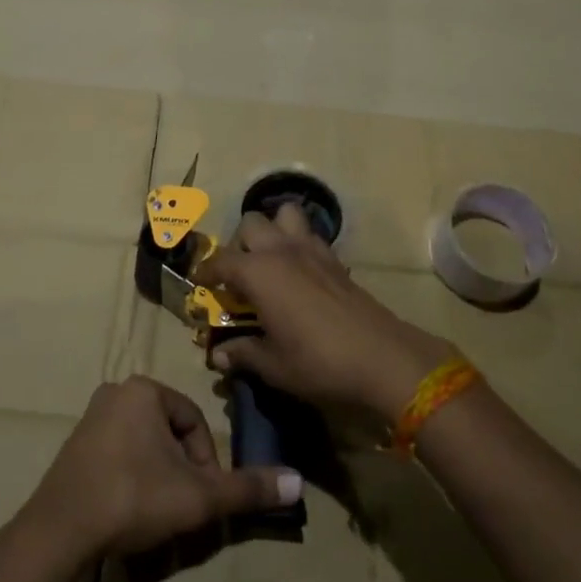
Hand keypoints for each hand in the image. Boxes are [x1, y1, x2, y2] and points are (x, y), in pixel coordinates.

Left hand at [23, 377, 300, 559]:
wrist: (60, 531)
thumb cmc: (133, 498)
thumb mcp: (197, 496)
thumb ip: (246, 488)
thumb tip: (297, 483)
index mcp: (145, 390)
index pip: (194, 422)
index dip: (205, 462)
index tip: (200, 497)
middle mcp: (117, 392)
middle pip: (170, 432)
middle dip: (181, 470)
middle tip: (180, 507)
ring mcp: (91, 417)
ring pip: (145, 444)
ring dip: (158, 475)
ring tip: (156, 513)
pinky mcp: (75, 445)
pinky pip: (119, 453)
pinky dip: (132, 478)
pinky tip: (128, 511)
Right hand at [195, 205, 455, 423]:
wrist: (380, 356)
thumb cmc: (317, 361)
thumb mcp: (273, 365)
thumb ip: (243, 354)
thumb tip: (218, 356)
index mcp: (258, 272)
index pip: (221, 261)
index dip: (206, 272)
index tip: (200, 284)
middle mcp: (281, 250)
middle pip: (251, 224)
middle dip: (239, 243)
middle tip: (239, 275)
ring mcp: (311, 249)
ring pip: (284, 215)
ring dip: (273, 229)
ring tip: (270, 260)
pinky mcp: (334, 258)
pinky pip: (309, 234)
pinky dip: (298, 242)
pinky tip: (299, 272)